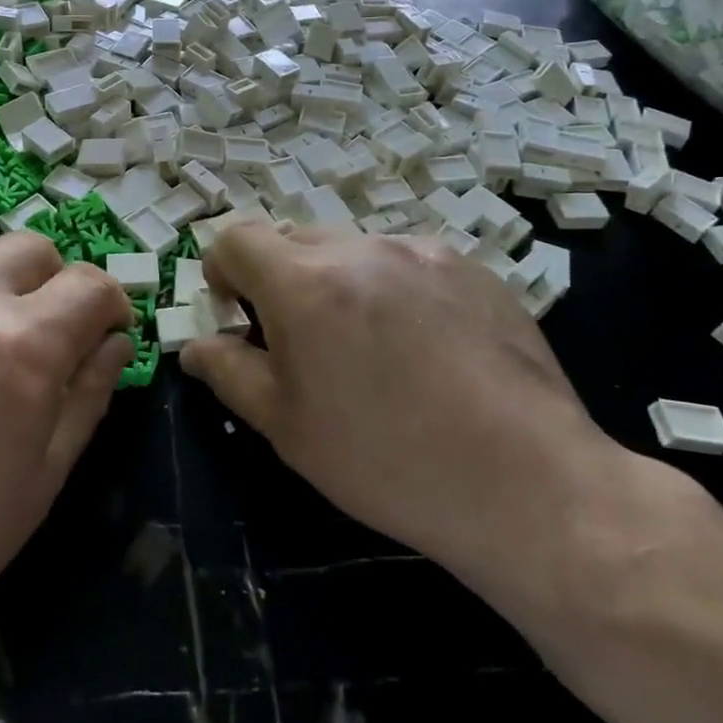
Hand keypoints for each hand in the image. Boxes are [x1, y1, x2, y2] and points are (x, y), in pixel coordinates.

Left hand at [0, 232, 133, 679]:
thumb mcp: (40, 481)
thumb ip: (88, 396)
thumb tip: (115, 342)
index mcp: (22, 346)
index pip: (91, 284)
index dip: (113, 304)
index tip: (107, 334)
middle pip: (37, 248)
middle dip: (59, 285)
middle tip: (49, 337)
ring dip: (2, 274)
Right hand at [181, 224, 640, 618]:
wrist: (528, 484)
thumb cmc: (386, 460)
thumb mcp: (286, 426)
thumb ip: (228, 372)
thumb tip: (195, 347)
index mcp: (305, 282)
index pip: (236, 237)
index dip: (222, 270)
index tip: (237, 314)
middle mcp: (361, 248)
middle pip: (294, 239)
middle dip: (280, 278)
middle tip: (302, 341)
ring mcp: (422, 251)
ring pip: (353, 249)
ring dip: (339, 282)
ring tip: (370, 348)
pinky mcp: (472, 267)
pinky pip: (408, 261)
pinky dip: (393, 288)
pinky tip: (425, 349)